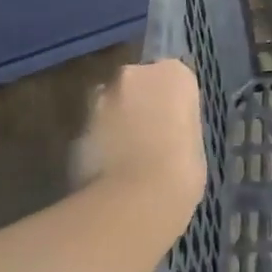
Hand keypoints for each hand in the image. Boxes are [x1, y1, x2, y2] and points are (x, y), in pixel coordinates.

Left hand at [74, 60, 207, 243]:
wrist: (136, 198)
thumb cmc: (182, 169)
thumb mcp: (195, 141)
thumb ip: (177, 124)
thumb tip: (166, 132)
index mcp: (173, 74)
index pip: (175, 78)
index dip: (173, 102)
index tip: (176, 124)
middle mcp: (134, 74)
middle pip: (138, 84)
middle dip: (140, 104)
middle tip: (151, 136)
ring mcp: (101, 98)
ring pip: (111, 105)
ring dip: (117, 122)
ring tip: (128, 157)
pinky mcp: (77, 126)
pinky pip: (95, 131)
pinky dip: (100, 143)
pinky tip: (109, 170)